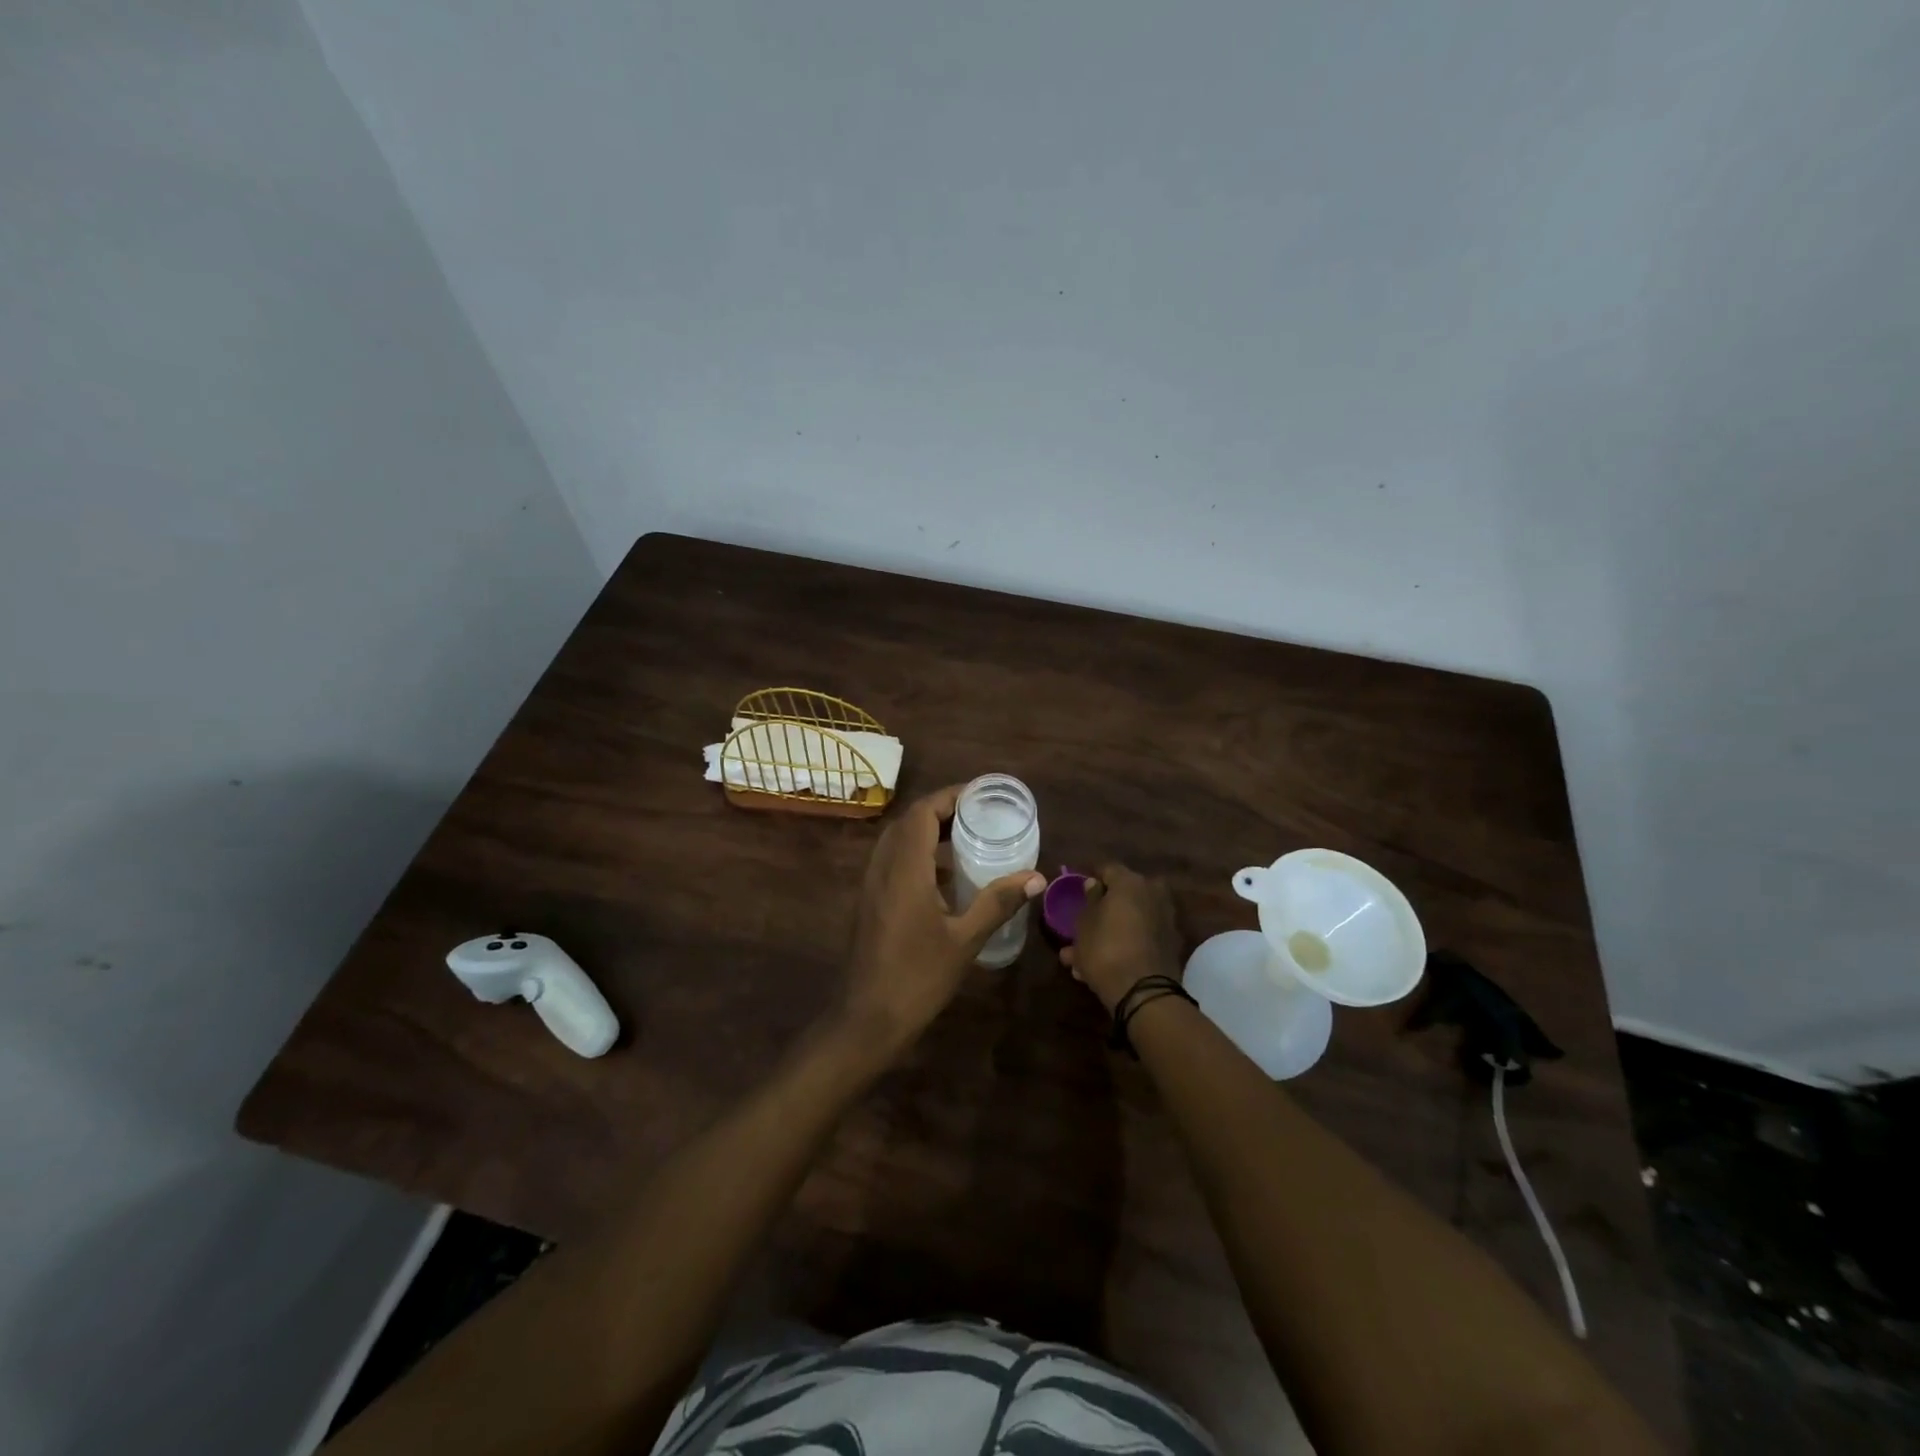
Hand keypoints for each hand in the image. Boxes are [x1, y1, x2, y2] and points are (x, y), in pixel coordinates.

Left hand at [844, 785, 1044, 1048]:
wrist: (867, 1018)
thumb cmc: (918, 977)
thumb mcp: (965, 940)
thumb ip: (997, 903)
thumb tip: (1035, 877)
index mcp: (904, 869)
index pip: (922, 812)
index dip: (950, 797)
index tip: (981, 796)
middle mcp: (882, 867)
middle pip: (908, 821)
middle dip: (942, 811)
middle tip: (978, 815)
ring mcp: (871, 885)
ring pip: (897, 841)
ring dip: (928, 832)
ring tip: (966, 839)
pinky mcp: (870, 901)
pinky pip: (892, 861)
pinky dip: (917, 854)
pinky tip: (944, 877)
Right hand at [1060, 863, 1183, 1010]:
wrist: (1144, 992)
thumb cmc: (1105, 949)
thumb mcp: (1084, 924)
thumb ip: (1090, 900)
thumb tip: (1095, 884)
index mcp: (1130, 882)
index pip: (1107, 869)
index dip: (1092, 878)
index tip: (1079, 891)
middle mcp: (1153, 894)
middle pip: (1123, 895)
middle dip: (1104, 908)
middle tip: (1085, 925)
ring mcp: (1166, 919)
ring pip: (1131, 919)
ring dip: (1113, 930)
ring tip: (1086, 955)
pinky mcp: (1171, 944)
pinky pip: (1141, 936)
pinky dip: (1127, 944)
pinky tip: (1107, 963)